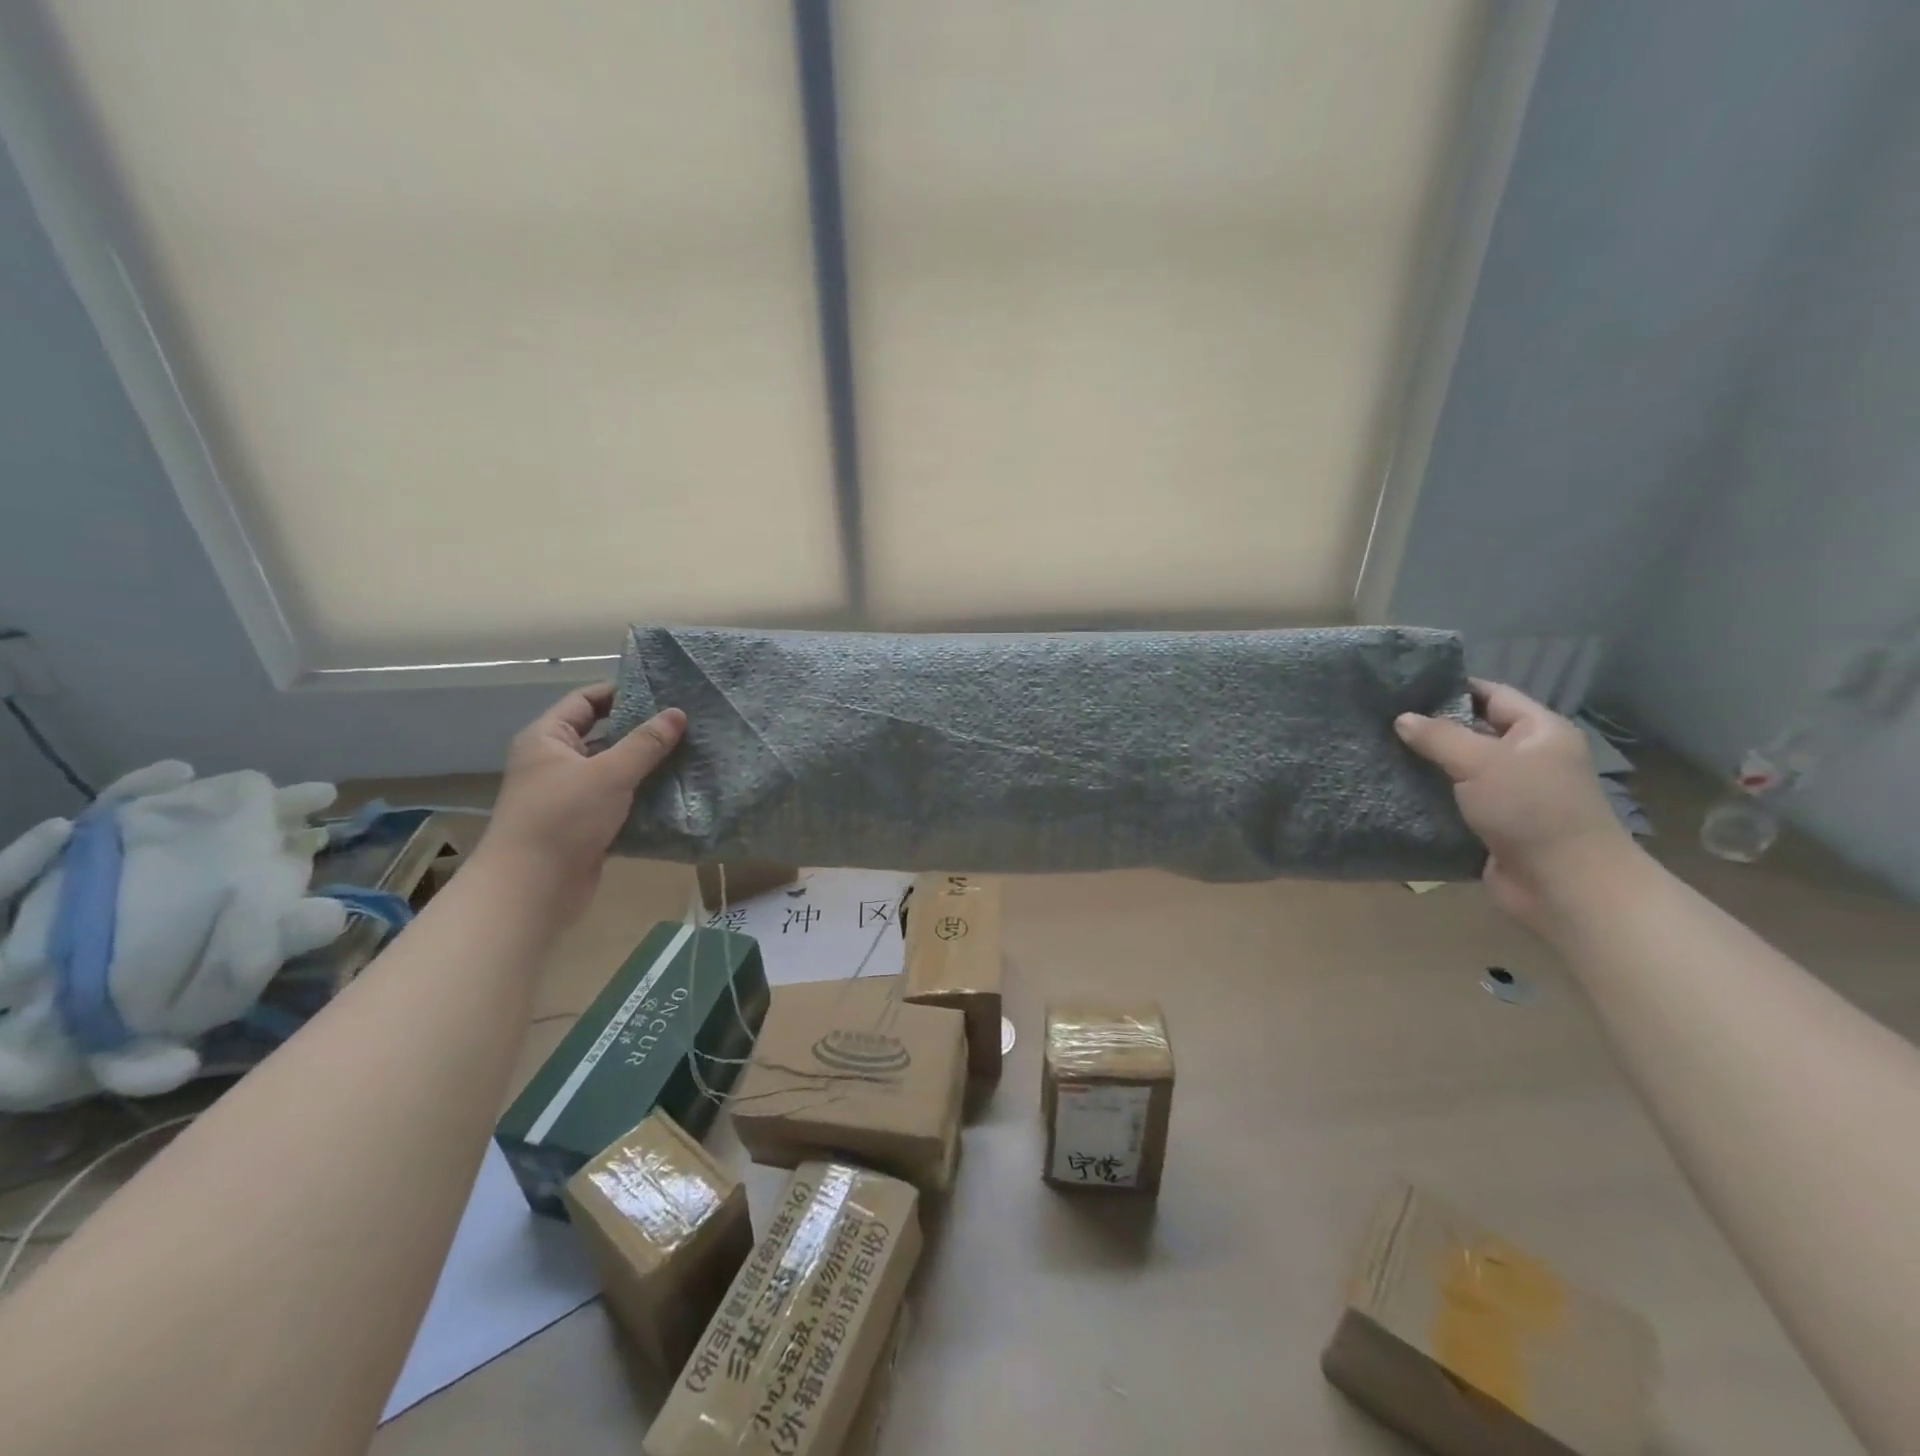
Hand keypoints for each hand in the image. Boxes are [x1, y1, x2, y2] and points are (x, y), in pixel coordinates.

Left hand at [475, 684, 685, 922]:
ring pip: (613, 770)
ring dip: (646, 765)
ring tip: (689, 753)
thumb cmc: (563, 818)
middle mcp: (554, 762)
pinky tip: (675, 791)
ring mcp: (569, 795)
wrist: (532, 888)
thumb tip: (678, 713)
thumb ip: (646, 743)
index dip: (621, 692)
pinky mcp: (584, 824)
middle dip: (641, 730)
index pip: (586, 701)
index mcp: (548, 739)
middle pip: (603, 735)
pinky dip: (642, 796)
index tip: (663, 691)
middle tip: (684, 723)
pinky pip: (618, 800)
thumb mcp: (609, 773)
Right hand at [1395, 679, 1633, 927]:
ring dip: (1422, 765)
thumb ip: (1439, 736)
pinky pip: (1451, 801)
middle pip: (1470, 731)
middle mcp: (1525, 758)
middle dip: (1428, 727)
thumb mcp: (1483, 762)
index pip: (1491, 695)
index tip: (1402, 686)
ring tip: (1374, 752)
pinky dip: (1424, 797)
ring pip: (1456, 769)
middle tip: (1378, 720)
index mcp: (1538, 732)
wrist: (1564, 886)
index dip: (1451, 687)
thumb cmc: (1532, 810)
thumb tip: (1401, 718)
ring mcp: (1507, 793)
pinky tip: (1389, 790)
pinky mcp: (1488, 824)